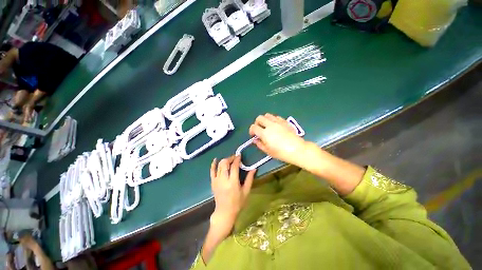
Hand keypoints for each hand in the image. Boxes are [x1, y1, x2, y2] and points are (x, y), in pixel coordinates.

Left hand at [210, 155, 255, 237]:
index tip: (239, 155)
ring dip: (225, 160)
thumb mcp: (246, 191)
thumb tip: (254, 168)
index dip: (237, 159)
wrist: (225, 212)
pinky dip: (213, 164)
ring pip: (219, 165)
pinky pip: (212, 171)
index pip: (234, 166)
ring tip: (230, 160)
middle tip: (235, 158)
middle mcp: (223, 179)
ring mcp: (217, 180)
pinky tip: (216, 159)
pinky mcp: (213, 182)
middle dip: (230, 158)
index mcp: (233, 182)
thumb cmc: (237, 203)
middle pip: (225, 163)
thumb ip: (249, 179)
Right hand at [249, 113, 306, 166]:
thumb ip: (259, 144)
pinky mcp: (285, 121)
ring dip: (264, 120)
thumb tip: (255, 139)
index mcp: (264, 133)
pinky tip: (275, 126)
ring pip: (267, 115)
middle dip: (257, 123)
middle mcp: (270, 125)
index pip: (253, 127)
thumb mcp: (267, 151)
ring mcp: (278, 122)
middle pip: (259, 118)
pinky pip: (276, 117)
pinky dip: (273, 120)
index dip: (251, 130)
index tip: (253, 135)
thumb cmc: (281, 152)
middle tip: (259, 129)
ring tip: (267, 126)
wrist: (297, 149)